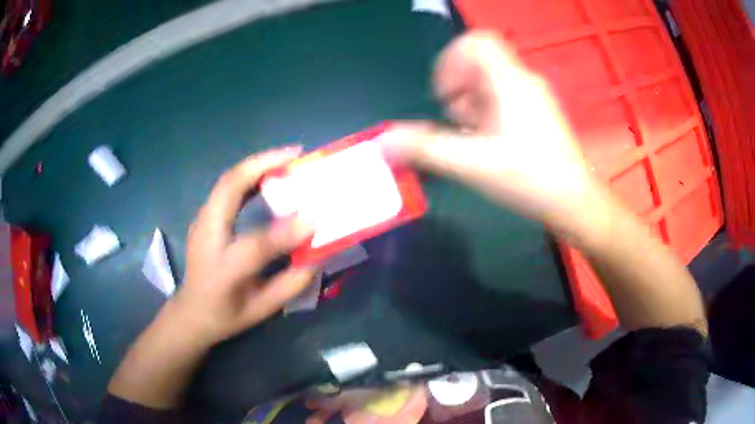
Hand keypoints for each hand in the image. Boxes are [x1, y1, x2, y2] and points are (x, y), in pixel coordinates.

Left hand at [173, 147, 316, 343]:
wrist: (190, 313)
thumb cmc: (225, 315)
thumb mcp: (261, 310)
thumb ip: (290, 284)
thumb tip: (317, 255)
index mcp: (222, 269)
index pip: (255, 245)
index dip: (286, 231)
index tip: (315, 219)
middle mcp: (207, 237)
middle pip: (228, 188)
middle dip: (262, 164)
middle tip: (295, 154)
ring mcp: (201, 221)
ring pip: (226, 180)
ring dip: (256, 164)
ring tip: (285, 158)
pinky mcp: (203, 216)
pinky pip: (226, 187)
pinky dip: (248, 174)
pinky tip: (267, 174)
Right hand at [382, 31, 601, 233]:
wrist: (575, 201)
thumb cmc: (529, 179)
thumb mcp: (473, 164)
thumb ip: (426, 149)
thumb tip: (383, 142)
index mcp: (509, 81)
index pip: (477, 41)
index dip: (451, 61)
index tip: (445, 95)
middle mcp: (523, 80)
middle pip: (480, 63)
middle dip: (458, 90)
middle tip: (459, 124)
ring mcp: (534, 95)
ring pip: (492, 81)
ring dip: (471, 103)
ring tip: (473, 137)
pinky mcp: (540, 111)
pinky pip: (505, 96)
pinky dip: (488, 112)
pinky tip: (491, 142)